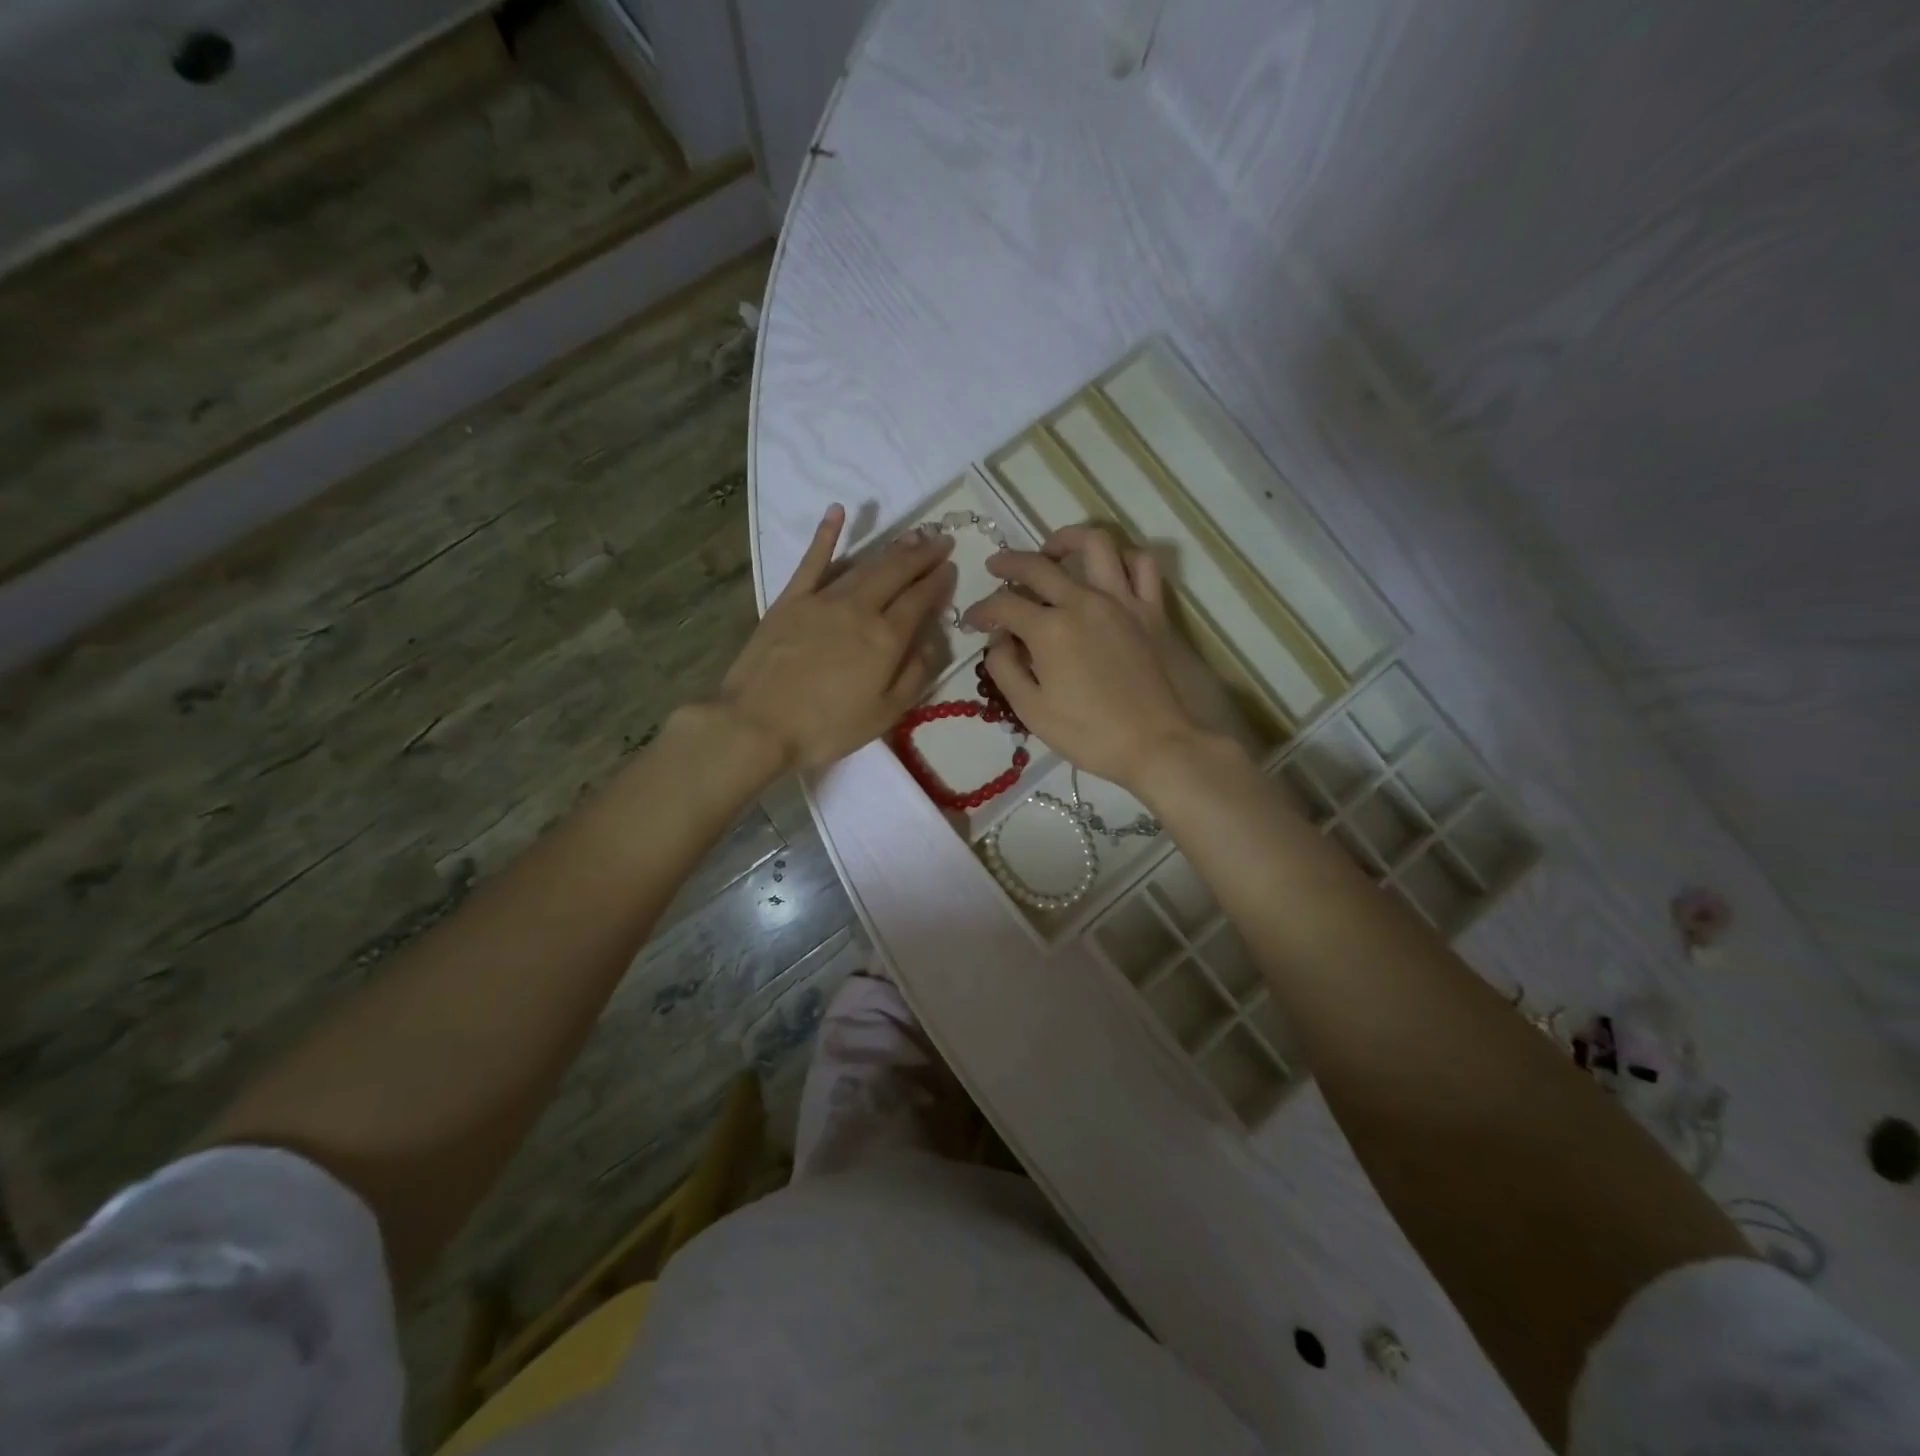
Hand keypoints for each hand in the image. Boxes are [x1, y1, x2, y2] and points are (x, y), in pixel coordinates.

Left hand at [716, 505, 954, 772]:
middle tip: (940, 540)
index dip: (938, 582)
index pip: (920, 600)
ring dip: (891, 547)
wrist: (758, 724)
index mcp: (886, 638)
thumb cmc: (826, 728)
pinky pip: (812, 560)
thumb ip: (915, 675)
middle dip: (922, 555)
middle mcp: (859, 608)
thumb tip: (933, 642)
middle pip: (896, 573)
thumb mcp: (885, 714)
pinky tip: (838, 511)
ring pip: (864, 564)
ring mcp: (822, 599)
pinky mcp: (790, 599)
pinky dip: (826, 534)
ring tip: (911, 535)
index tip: (951, 567)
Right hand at [962, 524, 1249, 791]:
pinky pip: (1142, 565)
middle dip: (1009, 563)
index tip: (972, 622)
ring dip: (1066, 540)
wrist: (1158, 745)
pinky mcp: (1153, 610)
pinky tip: (1109, 569)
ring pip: (1095, 543)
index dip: (981, 611)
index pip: (1003, 605)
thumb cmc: (1090, 735)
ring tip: (1053, 551)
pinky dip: (1123, 557)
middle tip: (995, 567)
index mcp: (1049, 629)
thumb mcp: (1032, 711)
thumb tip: (999, 641)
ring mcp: (1123, 601)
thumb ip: (1006, 669)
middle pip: (1038, 565)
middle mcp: (1083, 602)